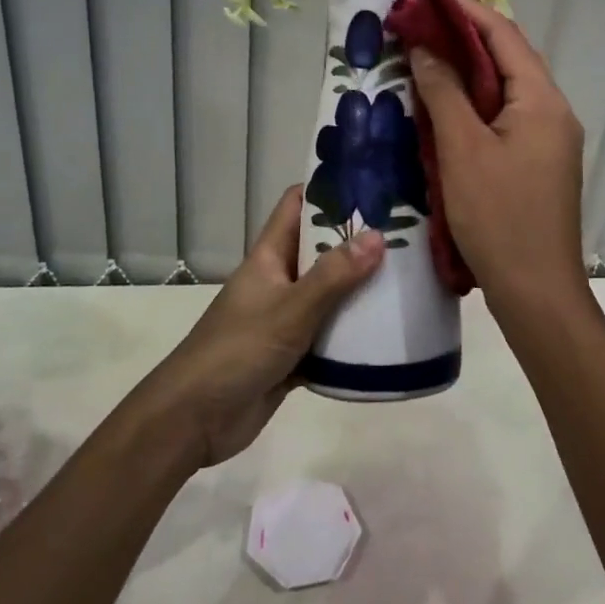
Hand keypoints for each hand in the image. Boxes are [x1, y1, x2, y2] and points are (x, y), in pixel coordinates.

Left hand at [134, 187, 382, 468]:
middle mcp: (278, 281)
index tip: (372, 183)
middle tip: (409, 234)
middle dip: (358, 242)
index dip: (329, 190)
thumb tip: (377, 235)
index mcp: (269, 258)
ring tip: (410, 278)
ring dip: (361, 291)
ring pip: (329, 296)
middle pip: (321, 251)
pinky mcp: (293, 355)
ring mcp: (285, 319)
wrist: (194, 420)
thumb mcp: (290, 309)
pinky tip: (389, 334)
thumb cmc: (237, 351)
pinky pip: (329, 337)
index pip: (297, 207)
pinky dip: (353, 336)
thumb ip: (333, 276)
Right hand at [408, 0, 588, 314]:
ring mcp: (547, 140)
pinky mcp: (536, 164)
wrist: (536, 292)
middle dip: (462, 38)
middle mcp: (552, 112)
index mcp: (542, 100)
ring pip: (503, 90)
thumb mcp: (462, 150)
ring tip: (422, 58)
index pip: (503, 36)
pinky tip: (442, 109)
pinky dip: (472, 105)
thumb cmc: (499, 217)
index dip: (464, 10)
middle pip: (506, 59)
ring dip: (465, 72)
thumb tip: (424, 47)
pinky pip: (503, 118)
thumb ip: (443, 93)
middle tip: (416, 25)